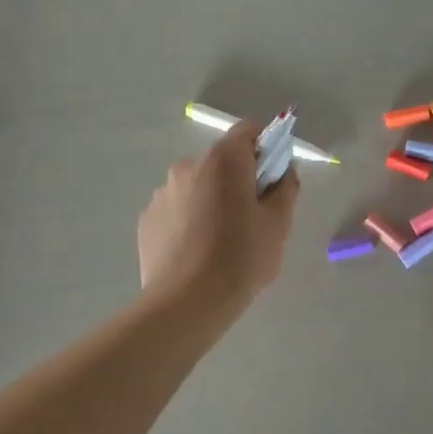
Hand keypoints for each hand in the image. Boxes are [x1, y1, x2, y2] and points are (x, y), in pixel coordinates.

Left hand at [138, 122, 298, 305]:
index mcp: (224, 160)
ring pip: (197, 186)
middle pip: (222, 161)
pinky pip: (177, 210)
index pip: (248, 130)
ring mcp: (162, 193)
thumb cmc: (241, 257)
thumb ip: (286, 187)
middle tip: (252, 217)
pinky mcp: (147, 220)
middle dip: (238, 179)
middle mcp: (188, 166)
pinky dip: (190, 220)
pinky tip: (198, 252)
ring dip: (212, 200)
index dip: (266, 147)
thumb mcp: (279, 224)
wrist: (187, 303)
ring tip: (221, 241)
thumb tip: (282, 172)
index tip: (274, 177)